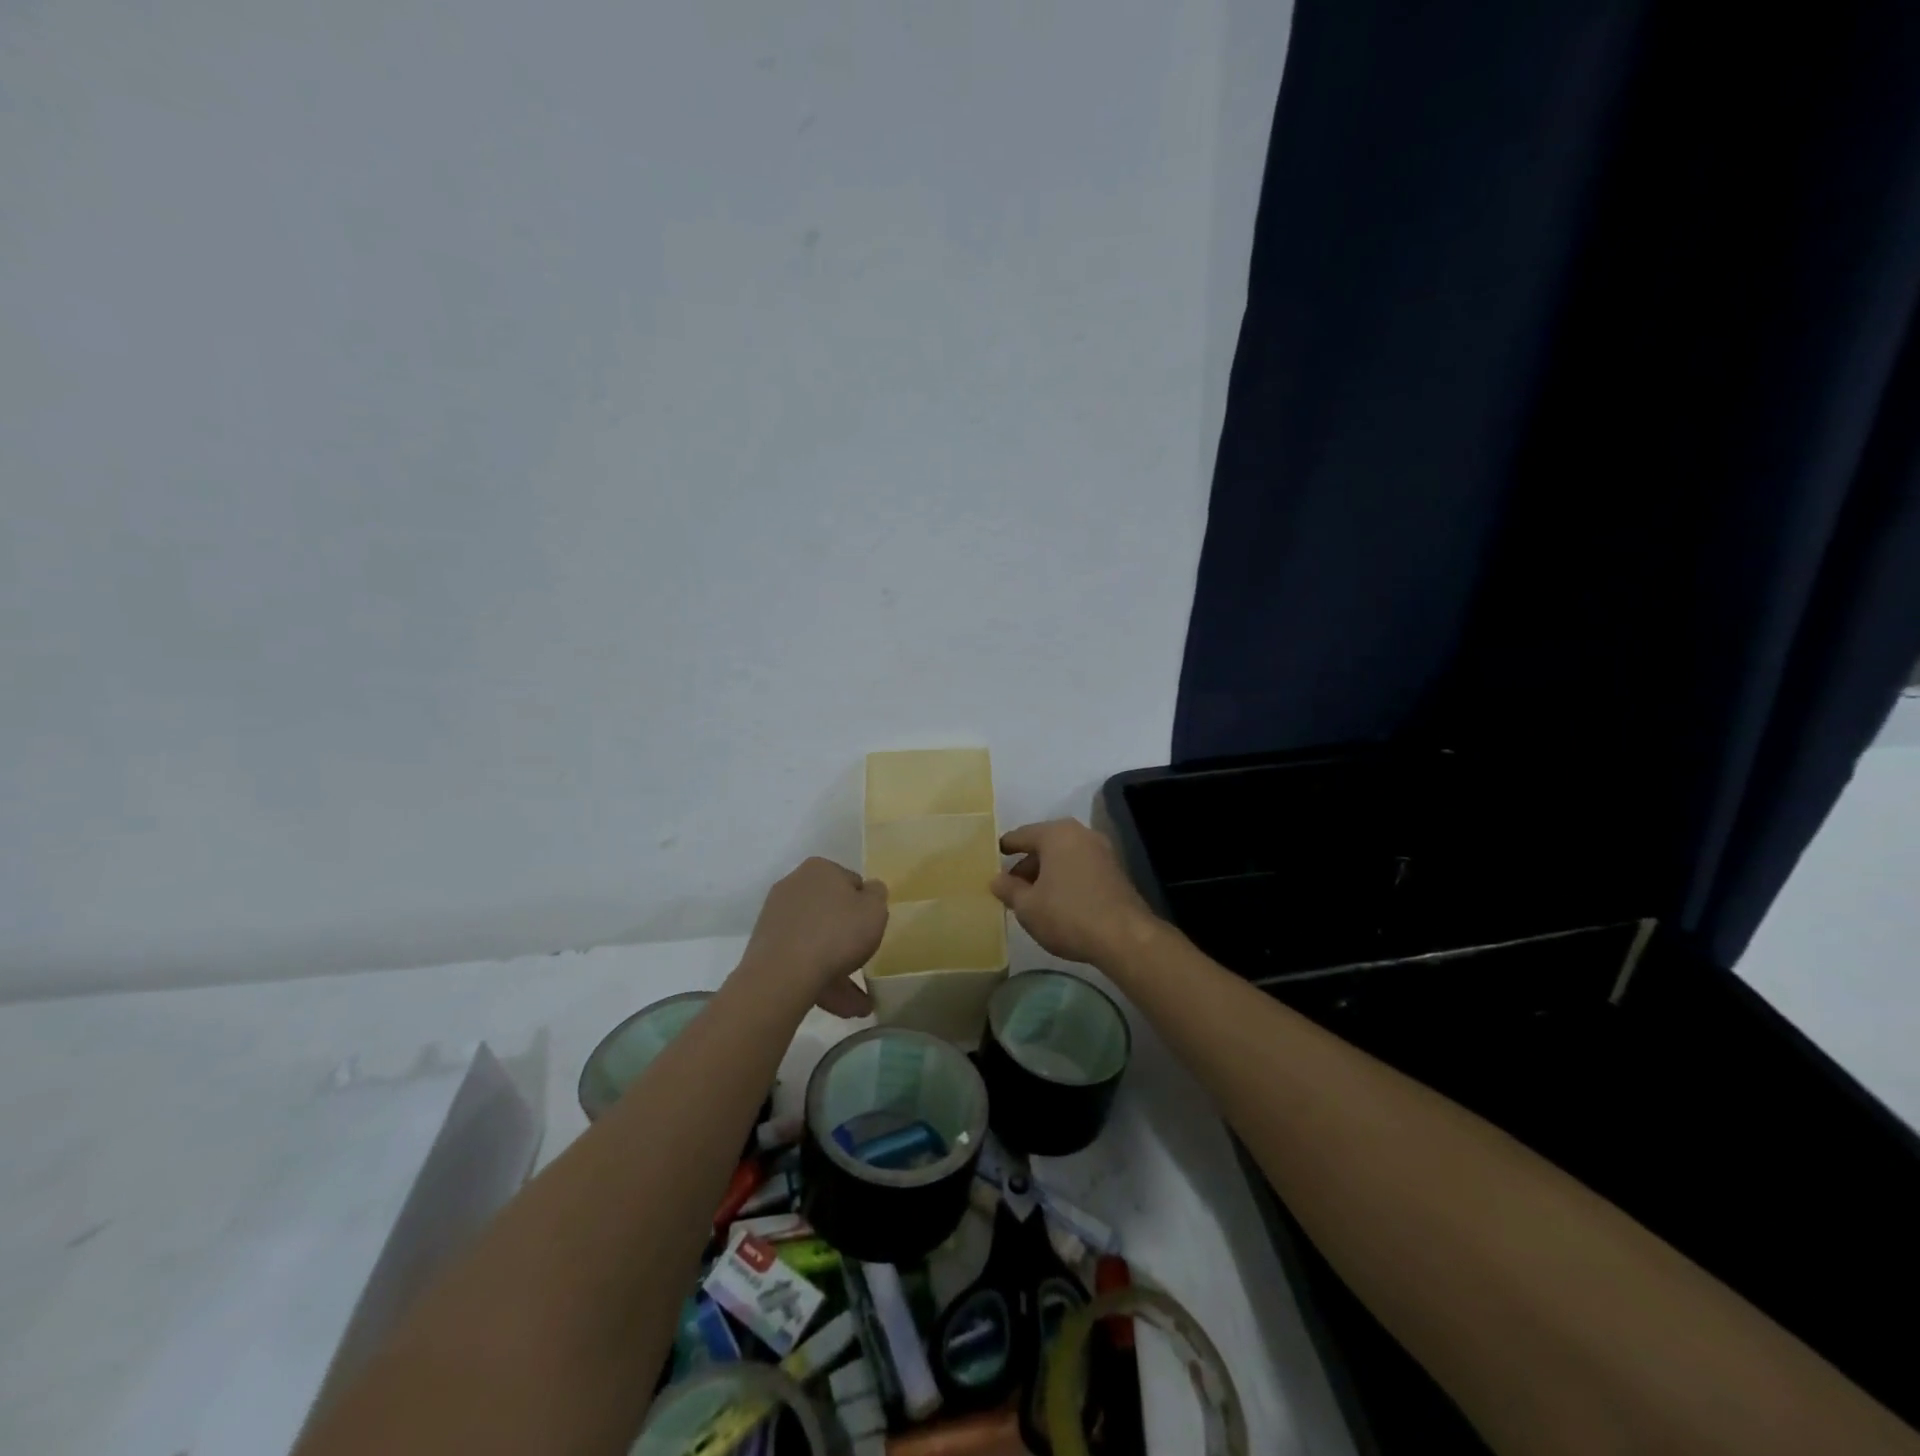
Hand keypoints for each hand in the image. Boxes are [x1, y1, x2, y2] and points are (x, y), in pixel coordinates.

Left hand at [741, 857, 887, 1016]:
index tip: (871, 929)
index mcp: (820, 869)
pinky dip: (819, 978)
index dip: (865, 906)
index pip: (851, 882)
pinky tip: (837, 1005)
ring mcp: (776, 917)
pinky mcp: (765, 946)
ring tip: (857, 1005)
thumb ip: (878, 894)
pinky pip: (801, 959)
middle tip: (865, 964)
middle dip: (849, 941)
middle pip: (831, 913)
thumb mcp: (875, 909)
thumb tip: (869, 889)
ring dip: (838, 969)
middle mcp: (794, 885)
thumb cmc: (837, 933)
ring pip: (817, 941)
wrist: (783, 974)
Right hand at [991, 819, 1158, 967]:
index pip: (1022, 835)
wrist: (1124, 937)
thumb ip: (1008, 889)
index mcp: (1056, 834)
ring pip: (1064, 857)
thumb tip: (996, 880)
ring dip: (1047, 873)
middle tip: (1011, 886)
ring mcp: (1102, 851)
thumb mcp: (1027, 906)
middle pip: (1045, 845)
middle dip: (1027, 864)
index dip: (1005, 847)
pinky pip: (1081, 868)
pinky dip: (1066, 879)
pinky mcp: (1115, 872)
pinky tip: (1058, 902)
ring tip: (1032, 898)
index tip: (993, 857)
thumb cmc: (1068, 914)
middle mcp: (1081, 834)